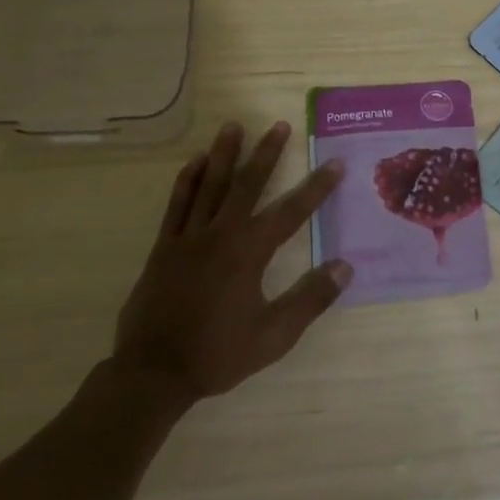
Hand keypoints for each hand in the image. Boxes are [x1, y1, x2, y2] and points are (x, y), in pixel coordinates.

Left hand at [115, 120, 351, 406]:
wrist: (154, 373)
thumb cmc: (218, 354)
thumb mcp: (274, 336)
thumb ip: (310, 299)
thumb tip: (345, 268)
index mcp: (248, 254)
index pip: (291, 212)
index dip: (316, 188)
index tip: (335, 164)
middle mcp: (219, 235)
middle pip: (246, 185)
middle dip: (266, 154)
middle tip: (278, 126)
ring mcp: (187, 238)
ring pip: (208, 186)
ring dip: (223, 154)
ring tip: (233, 126)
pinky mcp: (163, 247)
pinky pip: (176, 205)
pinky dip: (186, 181)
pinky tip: (194, 163)